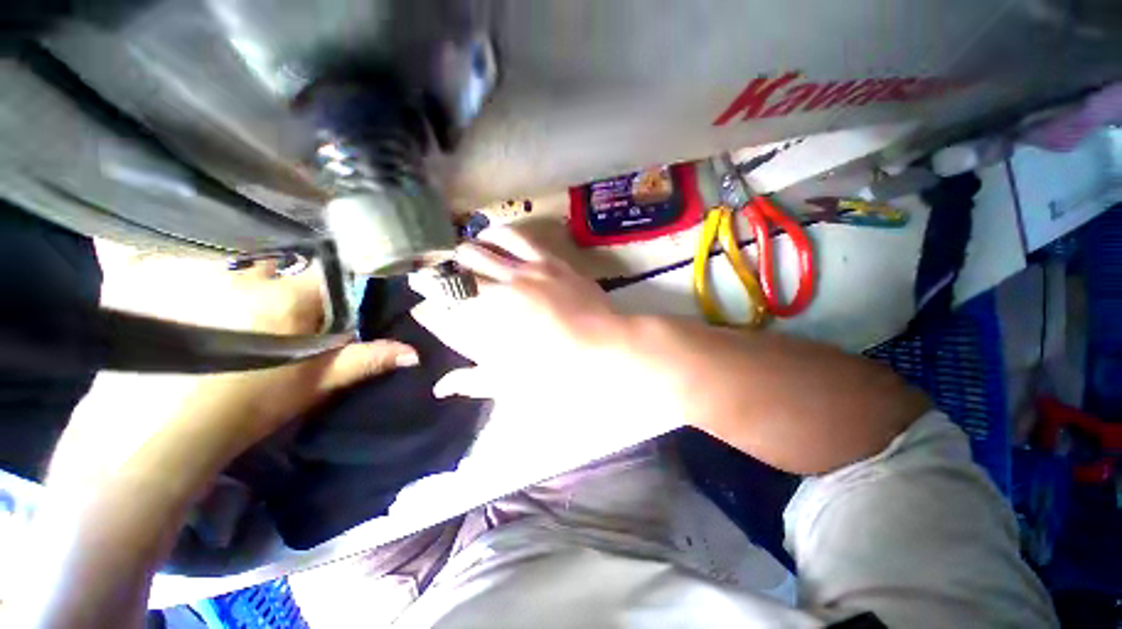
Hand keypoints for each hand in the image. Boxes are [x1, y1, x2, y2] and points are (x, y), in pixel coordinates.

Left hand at [47, 261, 417, 490]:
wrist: (162, 432)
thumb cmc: (249, 407)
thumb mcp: (315, 384)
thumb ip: (365, 360)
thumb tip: (414, 353)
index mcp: (287, 302)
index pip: (322, 274)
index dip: (326, 281)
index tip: (321, 291)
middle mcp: (240, 277)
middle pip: (273, 257)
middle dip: (279, 269)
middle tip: (269, 290)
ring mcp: (186, 271)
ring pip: (224, 247)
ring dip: (231, 256)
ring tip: (227, 278)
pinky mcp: (137, 274)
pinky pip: (150, 244)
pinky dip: (156, 245)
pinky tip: (165, 260)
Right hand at [410, 227, 624, 401]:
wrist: (605, 346)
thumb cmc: (560, 369)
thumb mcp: (514, 382)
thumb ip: (475, 381)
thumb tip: (441, 387)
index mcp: (490, 320)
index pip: (446, 301)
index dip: (428, 295)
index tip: (419, 294)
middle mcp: (501, 288)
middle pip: (461, 267)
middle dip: (442, 267)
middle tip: (435, 268)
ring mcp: (526, 270)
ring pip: (485, 246)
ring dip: (467, 247)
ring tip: (461, 249)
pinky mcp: (548, 260)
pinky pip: (519, 238)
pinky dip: (499, 234)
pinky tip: (493, 233)